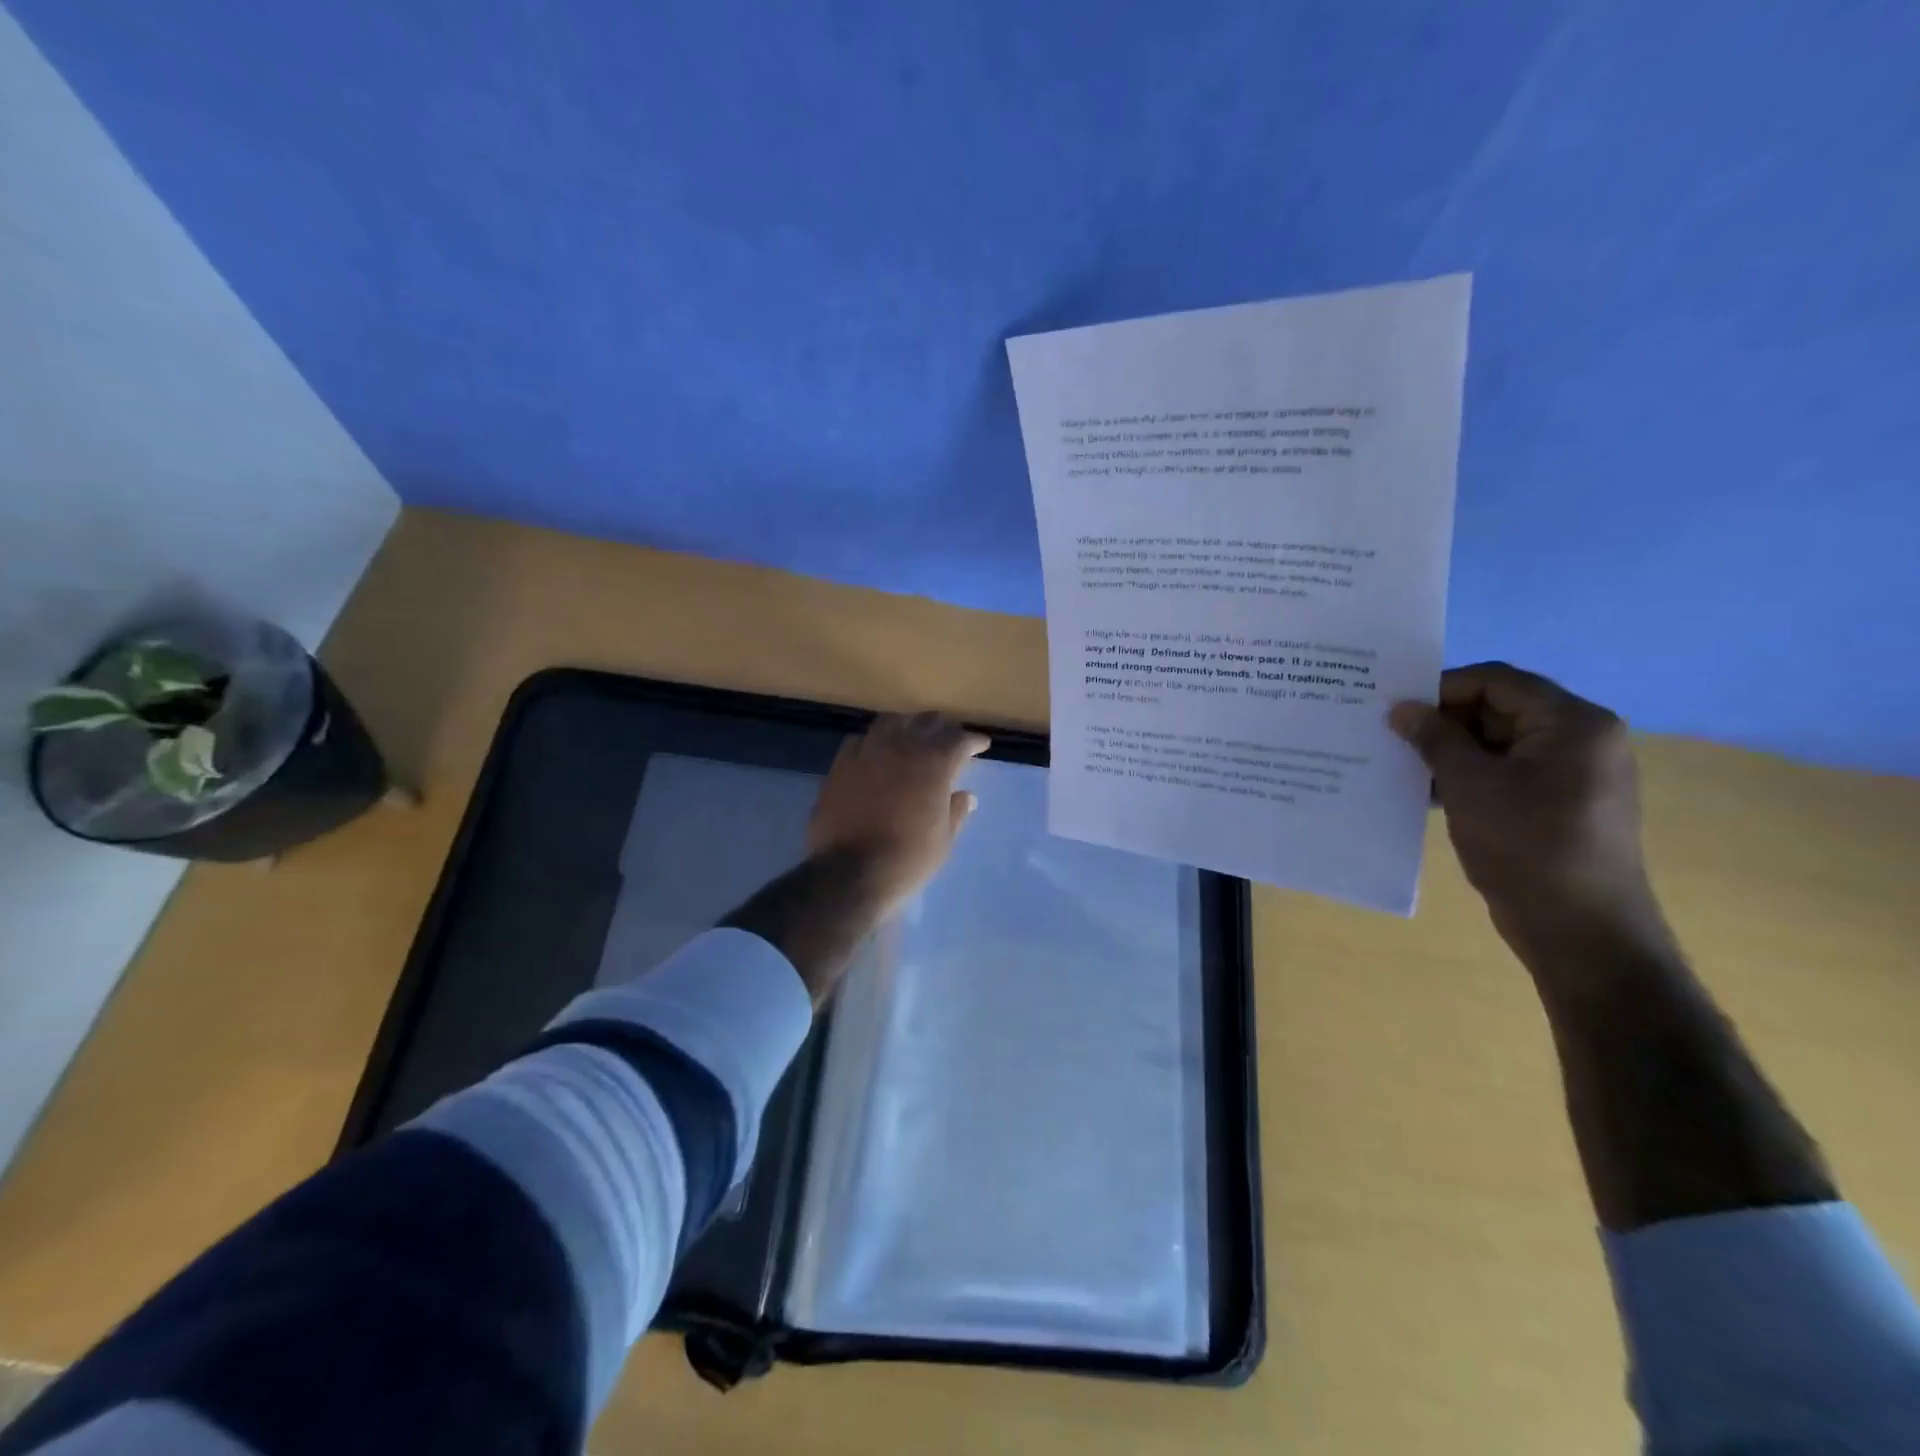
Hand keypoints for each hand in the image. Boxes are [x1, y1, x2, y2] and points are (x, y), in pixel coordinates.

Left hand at [808, 712, 989, 916]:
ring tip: (912, 737)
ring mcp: (868, 753)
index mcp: (934, 765)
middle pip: (927, 722)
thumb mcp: (944, 840)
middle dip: (942, 727)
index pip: (959, 739)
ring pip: (891, 722)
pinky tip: (875, 752)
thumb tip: (967, 796)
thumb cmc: (908, 859)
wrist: (851, 872)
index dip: (973, 740)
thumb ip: (956, 812)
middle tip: (949, 738)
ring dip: (907, 725)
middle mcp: (902, 749)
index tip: (981, 745)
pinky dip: (873, 741)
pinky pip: (859, 740)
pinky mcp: (841, 765)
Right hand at [1389, 663, 1659, 943]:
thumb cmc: (1526, 844)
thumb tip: (1402, 709)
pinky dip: (1470, 776)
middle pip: (1500, 709)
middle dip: (1444, 721)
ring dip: (1451, 751)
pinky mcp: (1561, 806)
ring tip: (1402, 765)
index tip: (1394, 707)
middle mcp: (1582, 740)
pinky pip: (1508, 774)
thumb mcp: (1469, 784)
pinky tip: (1428, 793)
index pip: (1497, 681)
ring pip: (1500, 744)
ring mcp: (1574, 775)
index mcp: (1573, 723)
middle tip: (1392, 736)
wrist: (1580, 929)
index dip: (1441, 688)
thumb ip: (1434, 738)